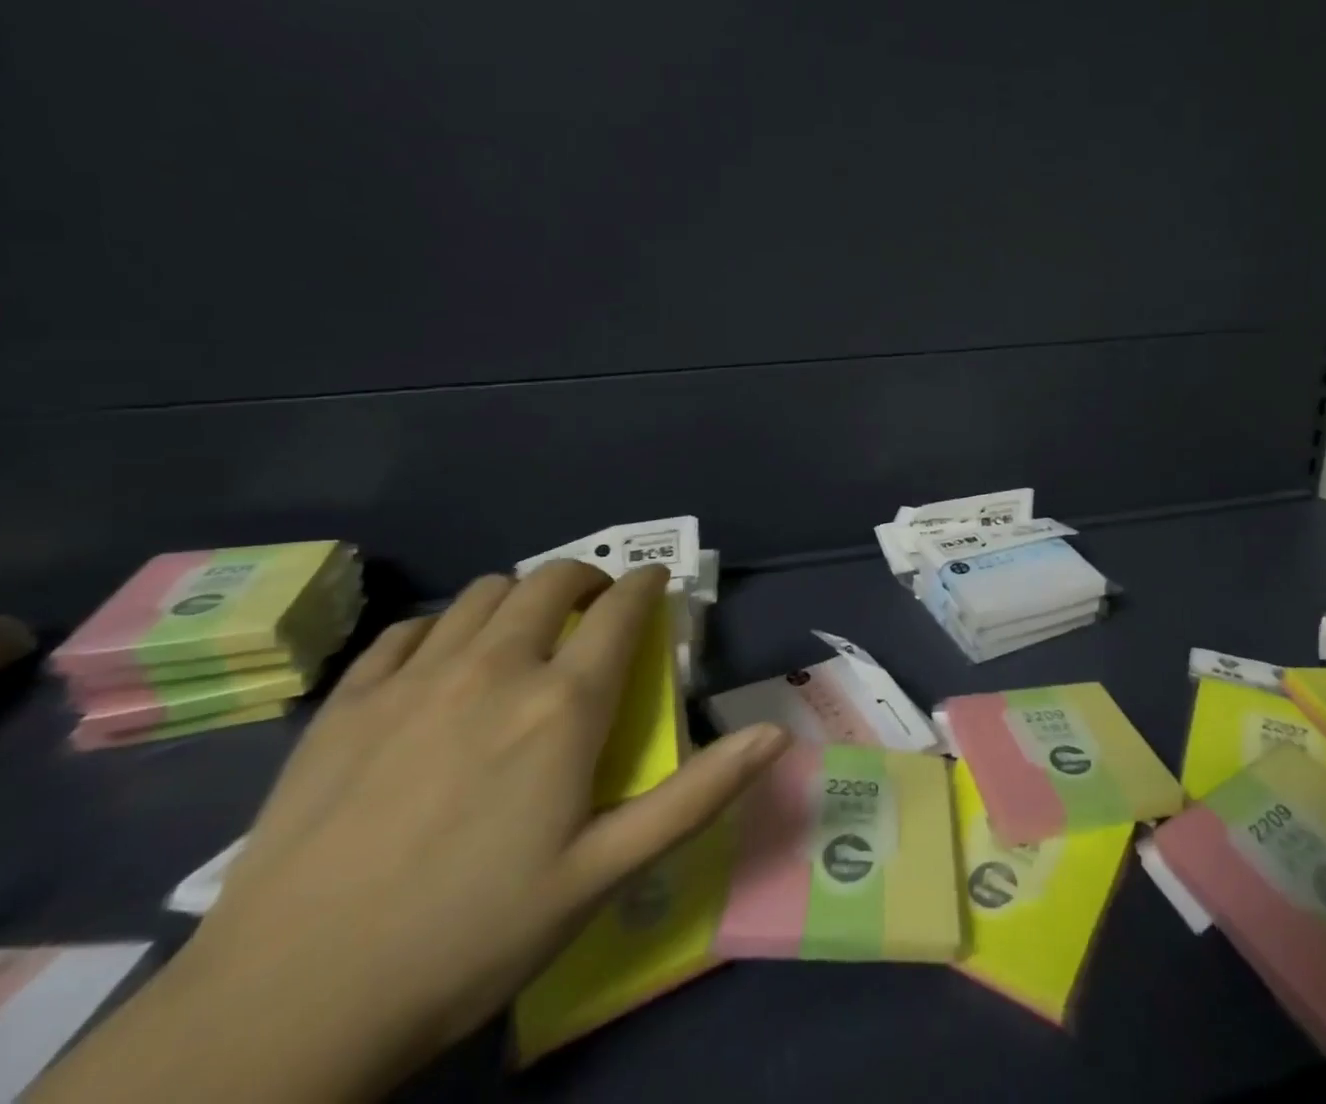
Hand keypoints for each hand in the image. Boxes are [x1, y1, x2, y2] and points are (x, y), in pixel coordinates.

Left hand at [35, 562, 787, 1103]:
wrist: (285, 1008)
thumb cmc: (471, 936)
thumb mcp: (603, 874)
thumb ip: (698, 793)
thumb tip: (777, 734)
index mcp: (562, 704)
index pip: (621, 608)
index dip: (646, 584)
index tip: (656, 583)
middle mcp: (495, 667)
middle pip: (552, 580)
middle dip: (586, 579)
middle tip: (595, 609)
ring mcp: (414, 679)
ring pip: (484, 592)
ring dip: (519, 598)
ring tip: (523, 634)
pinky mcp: (347, 703)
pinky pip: (409, 629)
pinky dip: (442, 628)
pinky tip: (440, 665)